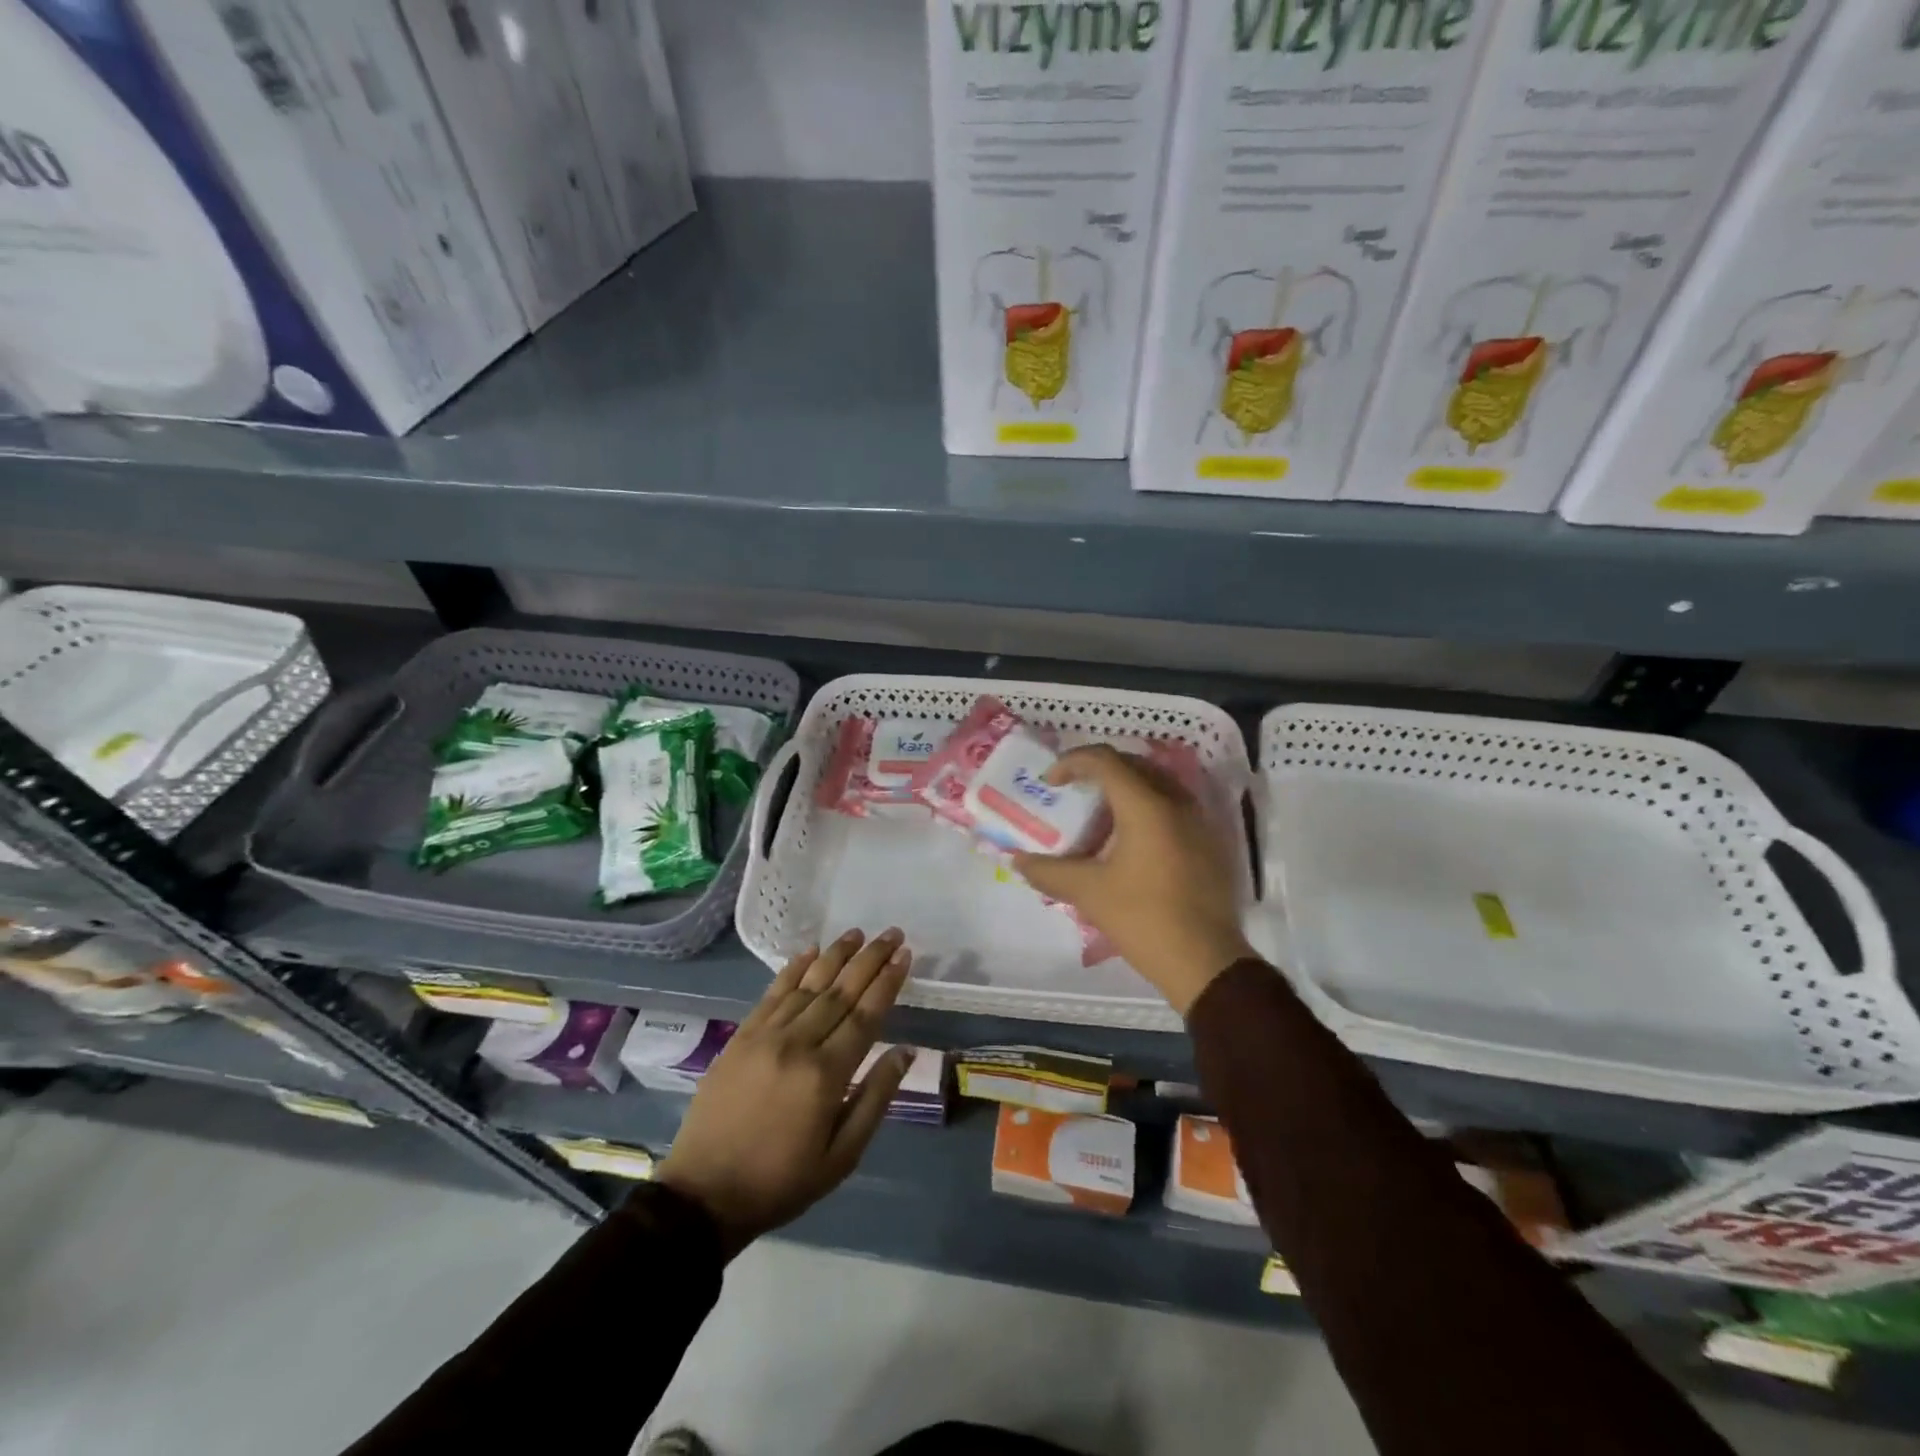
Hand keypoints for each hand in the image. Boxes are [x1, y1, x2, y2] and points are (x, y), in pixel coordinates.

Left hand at [657, 928, 913, 1257]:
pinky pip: (772, 993)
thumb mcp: (842, 1156)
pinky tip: (810, 952)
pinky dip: (794, 969)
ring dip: (836, 955)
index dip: (888, 982)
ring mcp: (765, 1036)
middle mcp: (798, 1044)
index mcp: (826, 1074)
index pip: (866, 1014)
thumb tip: (906, 1051)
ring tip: (858, 933)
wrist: (704, 1195)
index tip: (905, 954)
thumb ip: (875, 1097)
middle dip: (870, 959)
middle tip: (892, 933)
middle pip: (841, 991)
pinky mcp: (741, 1036)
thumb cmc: (782, 1181)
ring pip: (808, 984)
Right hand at [1014, 745, 1251, 1015]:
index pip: (1105, 761)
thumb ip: (1049, 871)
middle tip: (1072, 791)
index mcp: (1147, 806)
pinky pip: (1172, 806)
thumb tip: (1018, 861)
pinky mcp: (1209, 842)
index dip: (1072, 762)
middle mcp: (1177, 802)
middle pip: (1133, 765)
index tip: (1050, 783)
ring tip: (1098, 817)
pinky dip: (1146, 808)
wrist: (1206, 962)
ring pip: (1156, 784)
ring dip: (1124, 789)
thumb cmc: (1144, 919)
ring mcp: (1199, 821)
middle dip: (1098, 771)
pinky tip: (1129, 841)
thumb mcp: (1089, 893)